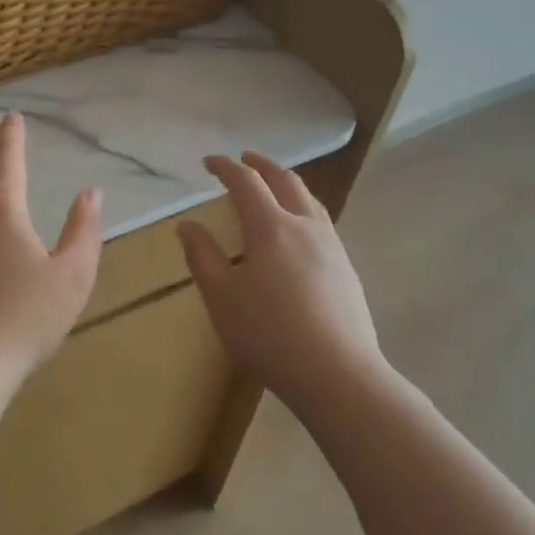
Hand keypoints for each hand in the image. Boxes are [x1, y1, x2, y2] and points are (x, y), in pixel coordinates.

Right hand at [178, 152, 389, 420]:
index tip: (209, 162)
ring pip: (310, 200)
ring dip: (287, 183)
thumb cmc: (269, 334)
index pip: (246, 183)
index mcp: (271, 228)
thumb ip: (202, 257)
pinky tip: (300, 229)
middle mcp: (305, 227)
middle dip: (262, 166)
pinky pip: (322, 222)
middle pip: (285, 181)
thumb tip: (188, 226)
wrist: (338, 375)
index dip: (226, 167)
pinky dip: (303, 208)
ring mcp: (332, 247)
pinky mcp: (346, 269)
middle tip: (244, 160)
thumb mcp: (221, 298)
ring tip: (274, 185)